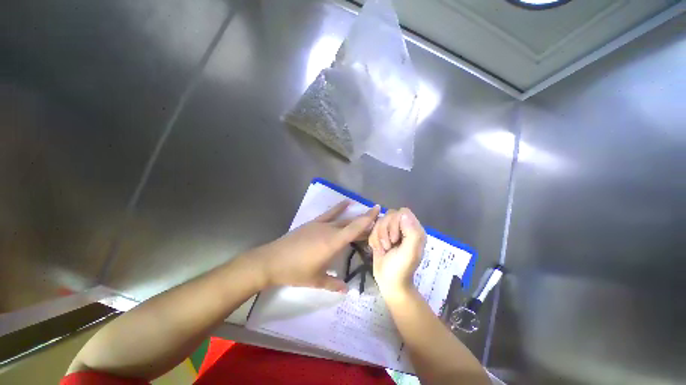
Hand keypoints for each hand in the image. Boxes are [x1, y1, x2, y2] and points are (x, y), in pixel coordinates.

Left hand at [253, 201, 380, 291]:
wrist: (271, 260)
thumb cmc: (295, 271)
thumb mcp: (316, 280)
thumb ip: (333, 284)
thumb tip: (347, 290)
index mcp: (332, 243)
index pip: (354, 228)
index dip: (367, 218)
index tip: (378, 209)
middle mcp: (329, 230)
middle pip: (351, 224)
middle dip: (364, 222)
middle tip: (376, 222)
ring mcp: (320, 224)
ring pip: (342, 219)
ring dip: (354, 218)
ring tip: (365, 216)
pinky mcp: (313, 223)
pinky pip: (329, 213)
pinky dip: (339, 208)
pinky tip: (346, 202)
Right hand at [369, 208, 424, 301]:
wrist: (388, 282)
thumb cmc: (400, 269)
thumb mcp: (409, 253)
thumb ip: (411, 232)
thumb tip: (403, 213)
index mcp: (414, 229)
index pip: (402, 212)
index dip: (395, 223)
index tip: (395, 239)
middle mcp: (404, 227)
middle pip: (389, 214)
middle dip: (385, 231)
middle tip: (388, 246)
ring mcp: (392, 231)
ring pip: (380, 220)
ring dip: (378, 236)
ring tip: (384, 249)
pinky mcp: (382, 235)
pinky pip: (373, 227)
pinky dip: (373, 239)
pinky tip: (378, 249)